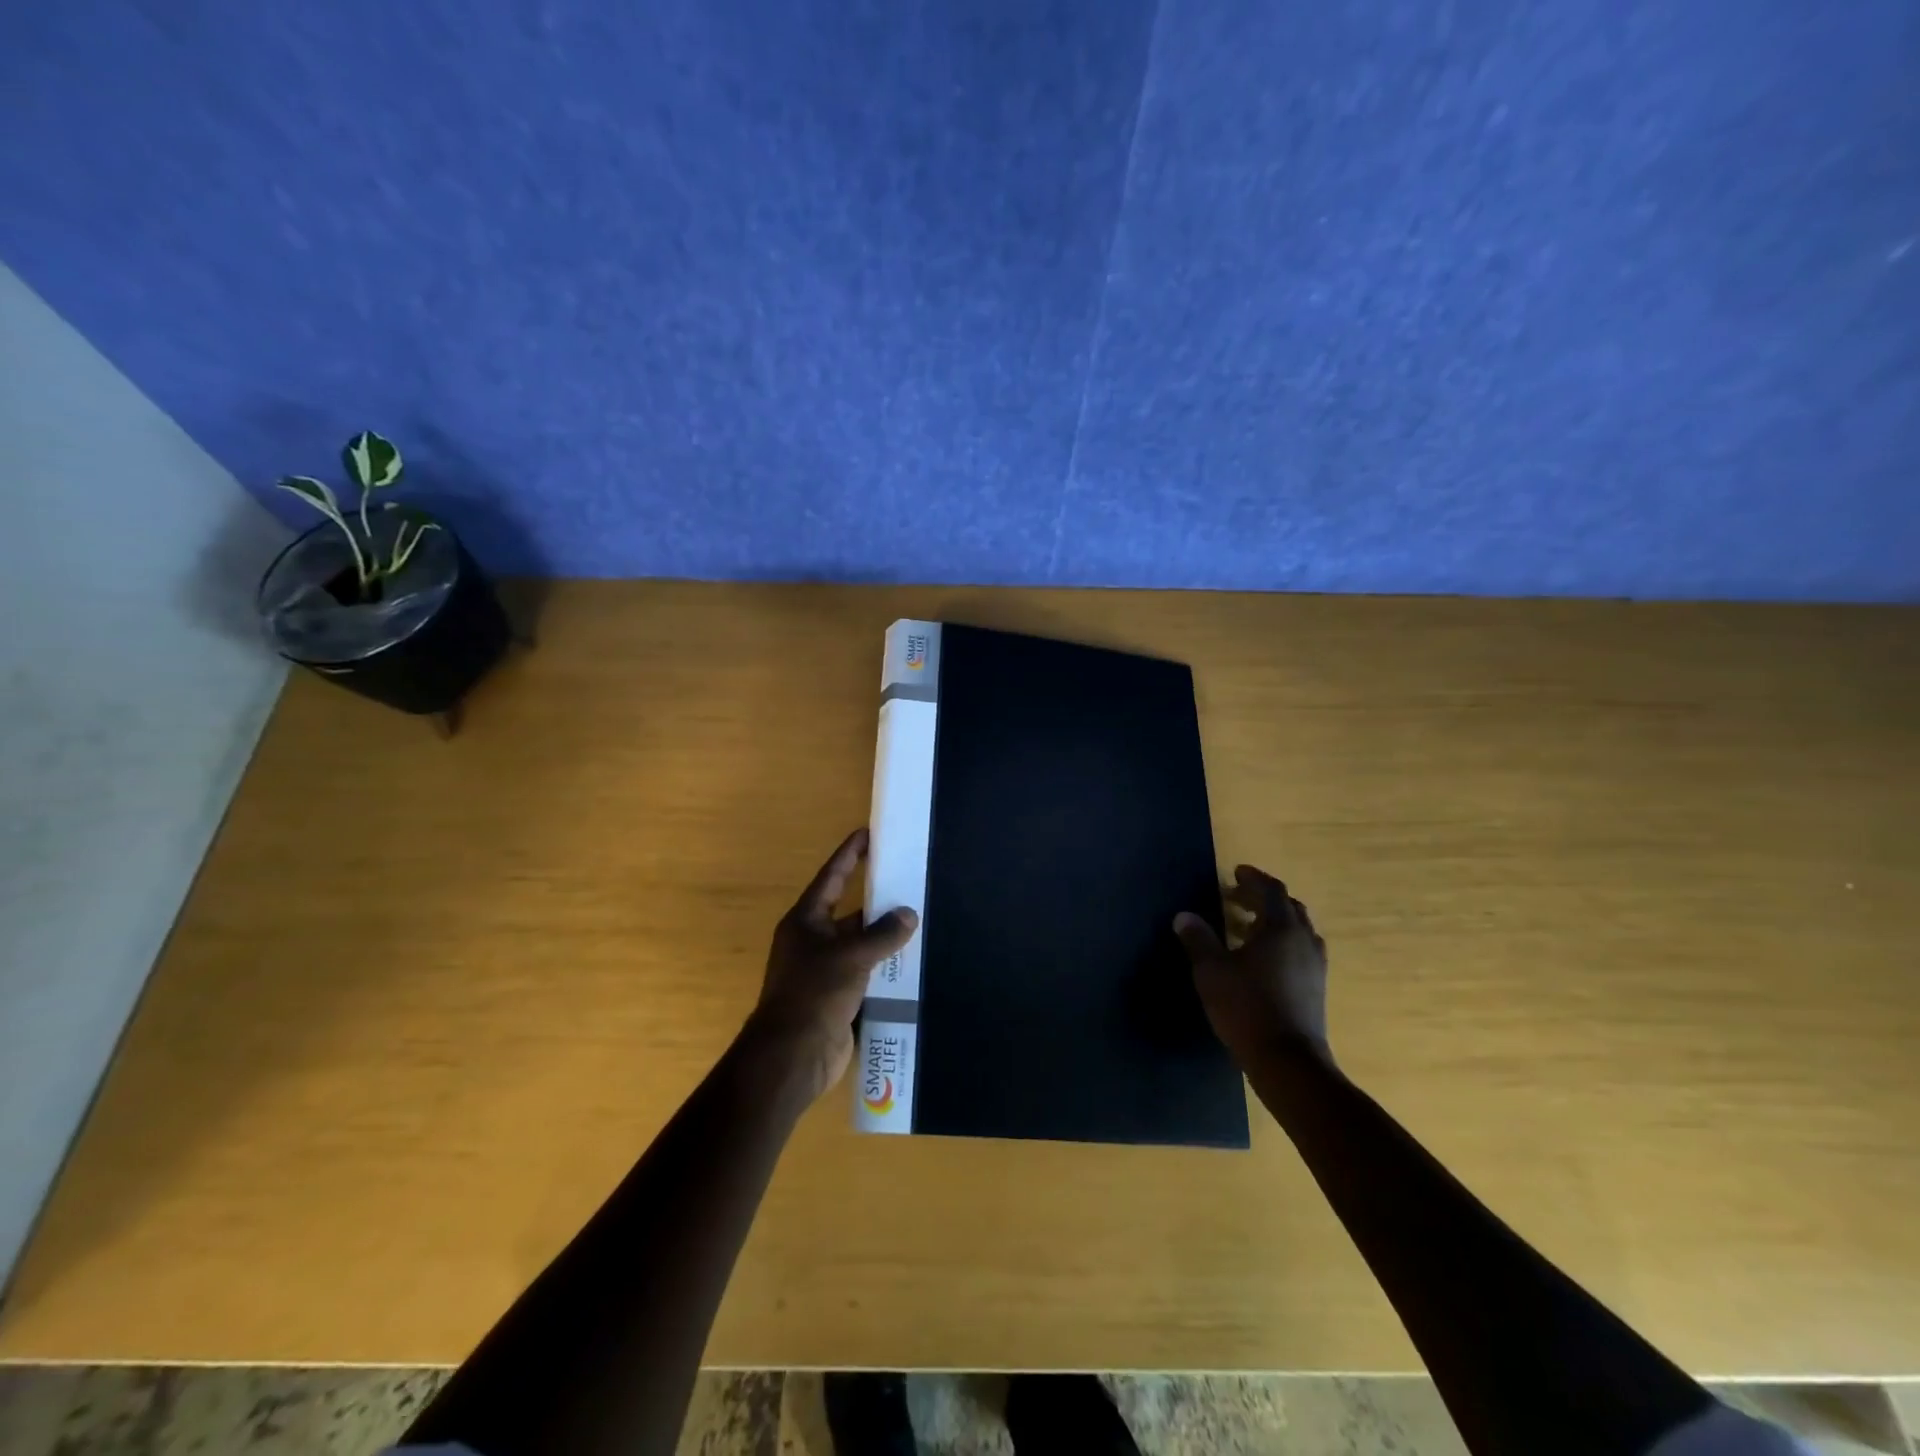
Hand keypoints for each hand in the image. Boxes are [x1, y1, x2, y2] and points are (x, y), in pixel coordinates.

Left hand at [744, 829, 918, 1100]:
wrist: (793, 1057)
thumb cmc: (813, 995)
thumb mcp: (850, 957)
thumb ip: (882, 934)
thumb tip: (908, 914)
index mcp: (806, 921)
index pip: (831, 878)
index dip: (849, 854)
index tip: (867, 832)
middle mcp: (813, 941)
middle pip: (849, 911)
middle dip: (876, 898)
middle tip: (908, 878)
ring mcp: (824, 970)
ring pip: (860, 943)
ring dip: (884, 935)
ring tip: (919, 918)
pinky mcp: (837, 996)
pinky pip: (866, 971)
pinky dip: (885, 965)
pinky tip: (912, 961)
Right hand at [1174, 865, 1332, 1071]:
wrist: (1288, 1062)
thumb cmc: (1247, 1007)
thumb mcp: (1212, 971)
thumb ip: (1198, 939)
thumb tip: (1183, 916)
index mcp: (1282, 929)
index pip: (1272, 891)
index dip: (1254, 878)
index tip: (1237, 872)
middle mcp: (1305, 941)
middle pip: (1290, 908)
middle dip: (1264, 898)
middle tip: (1237, 896)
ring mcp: (1315, 966)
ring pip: (1299, 931)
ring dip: (1275, 921)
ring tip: (1248, 926)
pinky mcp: (1316, 989)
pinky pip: (1301, 951)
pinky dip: (1283, 943)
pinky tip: (1263, 960)